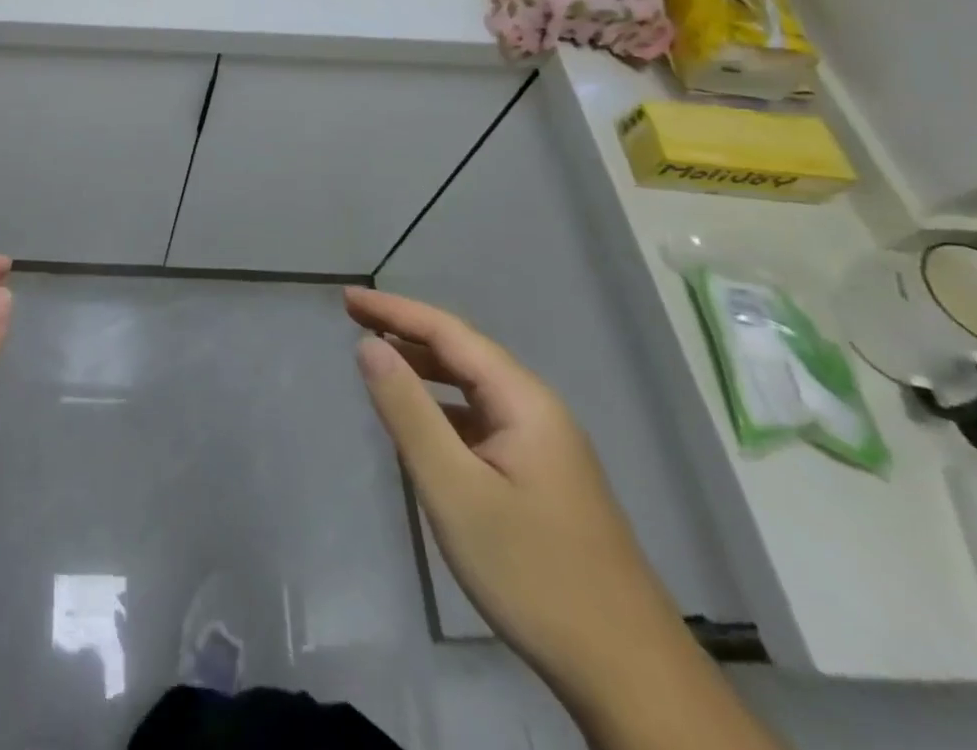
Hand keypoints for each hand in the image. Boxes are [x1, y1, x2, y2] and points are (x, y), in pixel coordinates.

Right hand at [344, 286, 695, 703]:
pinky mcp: (543, 479)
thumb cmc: (532, 571)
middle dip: (407, 331)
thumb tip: (369, 346)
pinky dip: (443, 409)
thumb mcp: (454, 489)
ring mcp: (545, 447)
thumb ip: (408, 411)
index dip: (395, 310)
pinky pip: (482, 422)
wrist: (629, 677)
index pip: (449, 333)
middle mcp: (538, 411)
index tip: (347, 299)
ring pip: (474, 389)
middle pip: (464, 353)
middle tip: (353, 319)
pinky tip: (421, 427)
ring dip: (425, 368)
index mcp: (524, 401)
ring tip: (378, 360)